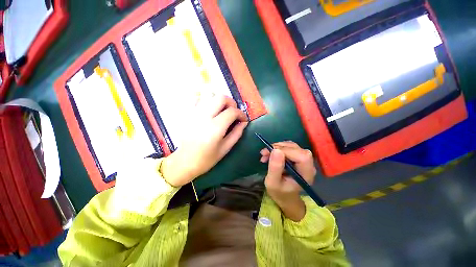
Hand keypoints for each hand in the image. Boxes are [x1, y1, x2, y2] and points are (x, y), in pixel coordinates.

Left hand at [161, 95, 247, 186]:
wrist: (184, 161)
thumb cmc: (207, 158)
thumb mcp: (225, 148)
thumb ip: (237, 133)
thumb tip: (244, 122)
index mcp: (215, 128)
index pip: (232, 112)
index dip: (241, 113)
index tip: (243, 119)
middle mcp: (204, 117)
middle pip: (221, 98)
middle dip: (231, 103)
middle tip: (233, 112)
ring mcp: (193, 113)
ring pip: (209, 95)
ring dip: (219, 100)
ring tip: (221, 110)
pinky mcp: (187, 113)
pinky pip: (196, 98)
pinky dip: (205, 99)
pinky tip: (208, 108)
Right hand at [260, 141, 315, 220]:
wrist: (284, 195)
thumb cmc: (279, 192)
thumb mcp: (273, 183)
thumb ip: (275, 168)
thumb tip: (276, 150)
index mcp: (306, 174)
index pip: (302, 156)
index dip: (286, 151)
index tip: (271, 153)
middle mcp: (308, 165)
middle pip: (296, 149)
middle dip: (278, 148)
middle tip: (264, 153)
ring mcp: (303, 159)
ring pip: (291, 145)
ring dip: (276, 147)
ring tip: (265, 154)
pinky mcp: (297, 156)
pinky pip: (288, 147)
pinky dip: (277, 148)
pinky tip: (270, 154)